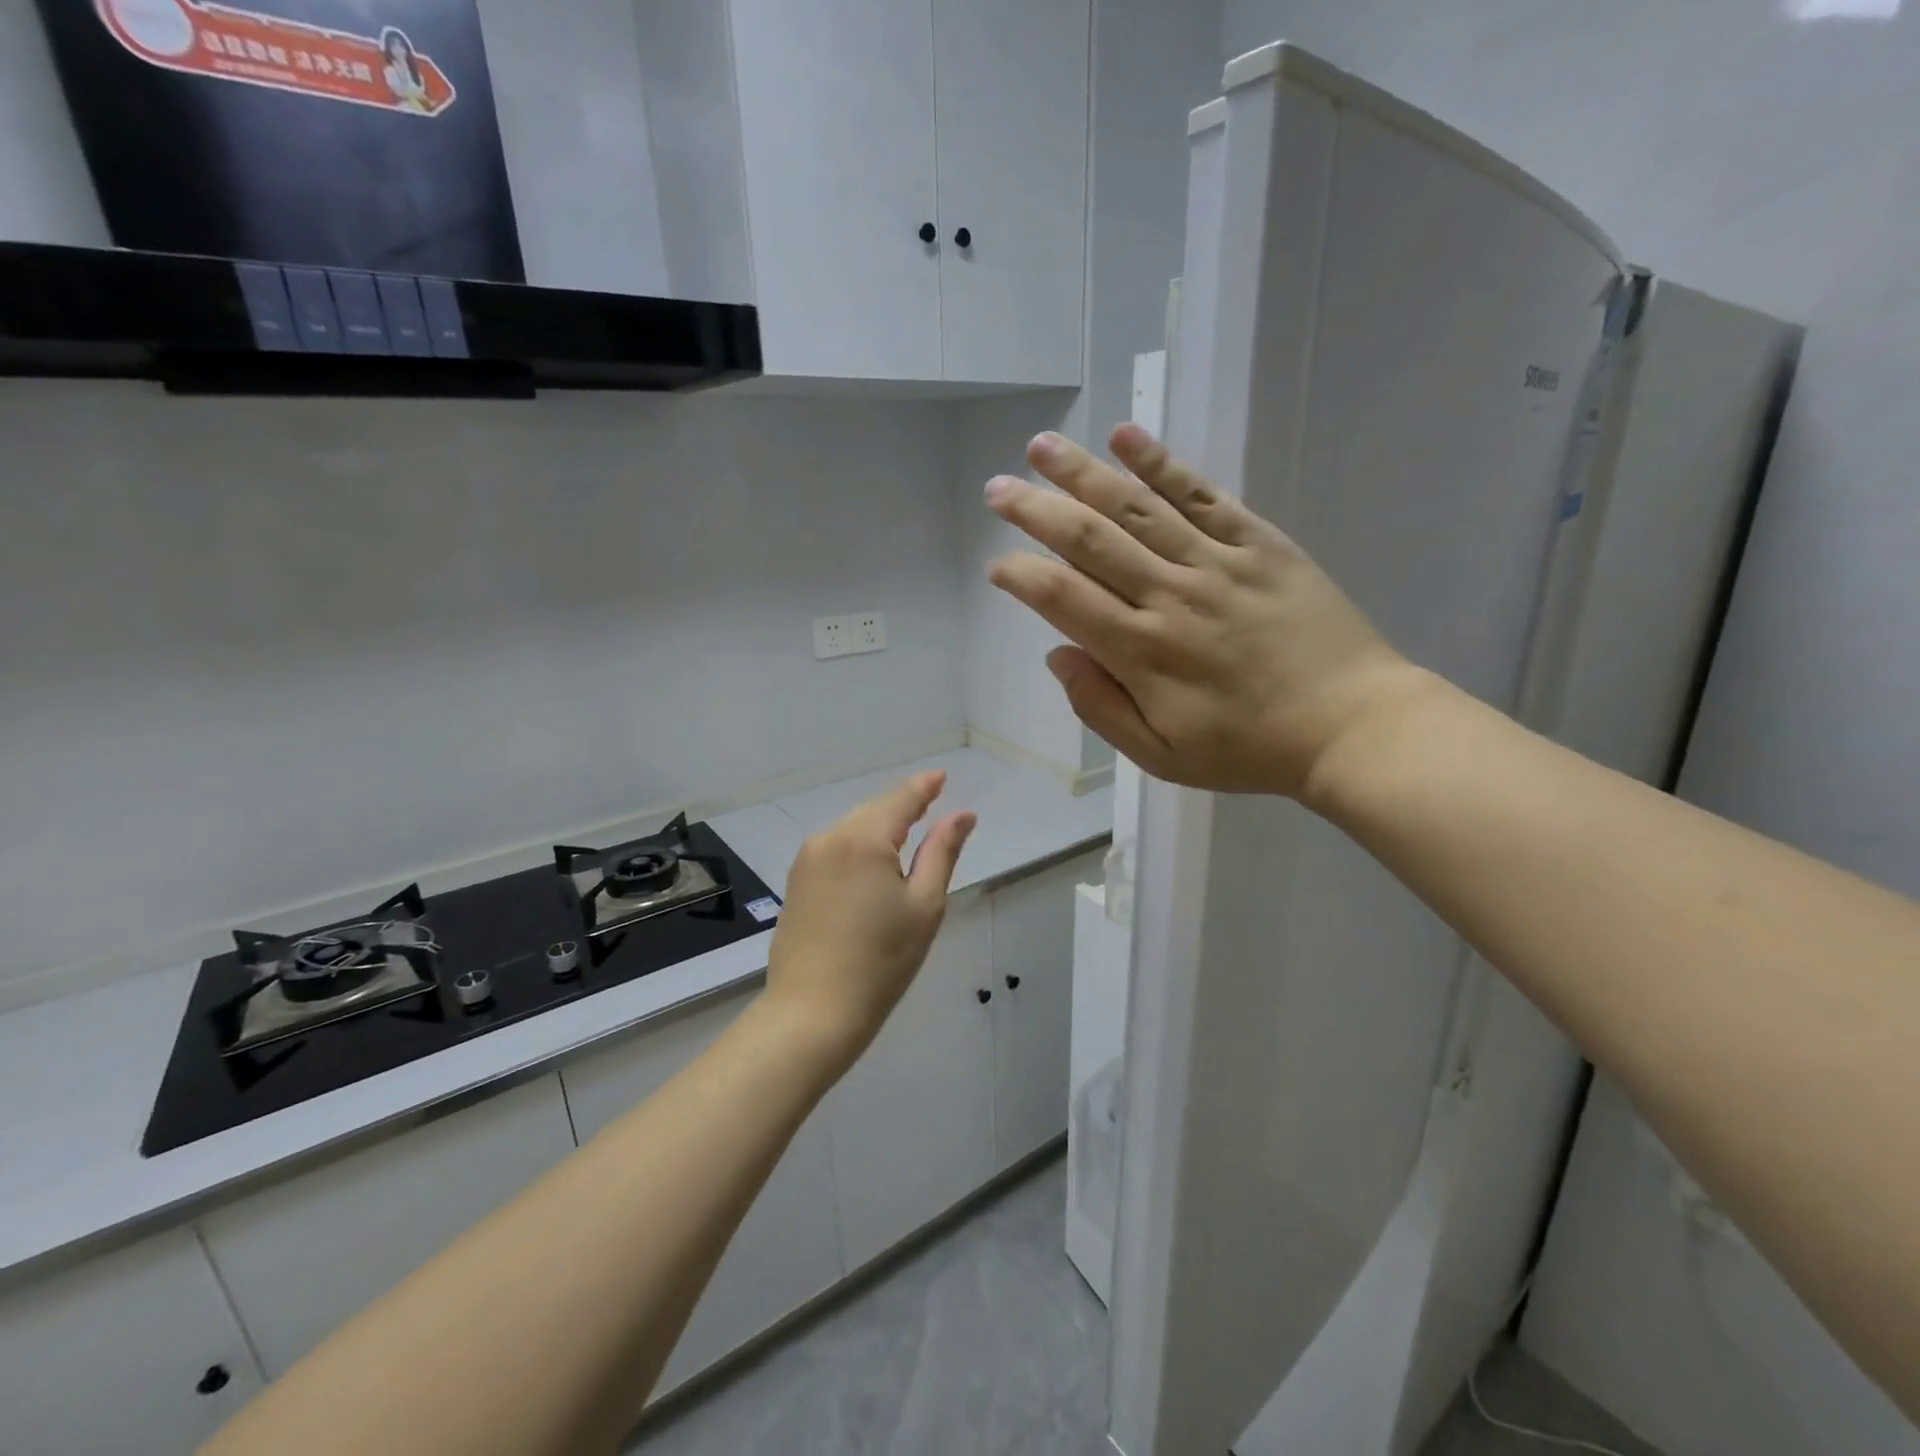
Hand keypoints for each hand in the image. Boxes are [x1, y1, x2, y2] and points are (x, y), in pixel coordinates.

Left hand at [764, 771, 976, 1067]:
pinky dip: (859, 846)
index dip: (924, 787)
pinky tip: (874, 862)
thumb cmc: (880, 961)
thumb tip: (962, 814)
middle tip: (931, 805)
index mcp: (863, 839)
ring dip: (880, 827)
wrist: (812, 1013)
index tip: (942, 776)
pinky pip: (835, 848)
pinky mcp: (796, 881)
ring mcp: (807, 859)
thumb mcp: (924, 905)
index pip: (900, 800)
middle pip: (874, 811)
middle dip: (903, 807)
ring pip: (853, 829)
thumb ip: (942, 852)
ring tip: (908, 833)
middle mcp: (829, 838)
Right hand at [985, 425, 1439, 799]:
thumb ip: (1101, 707)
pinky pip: (1202, 494)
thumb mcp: (1161, 756)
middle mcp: (1169, 596)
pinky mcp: (1258, 542)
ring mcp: (1216, 562)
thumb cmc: (1247, 749)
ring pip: (1136, 507)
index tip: (997, 565)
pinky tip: (1125, 435)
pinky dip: (1161, 463)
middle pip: (1088, 541)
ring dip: (1083, 473)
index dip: (1021, 576)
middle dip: (1035, 511)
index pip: (1062, 598)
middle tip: (997, 490)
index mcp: (1142, 652)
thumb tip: (1057, 655)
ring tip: (1041, 446)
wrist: (1350, 724)